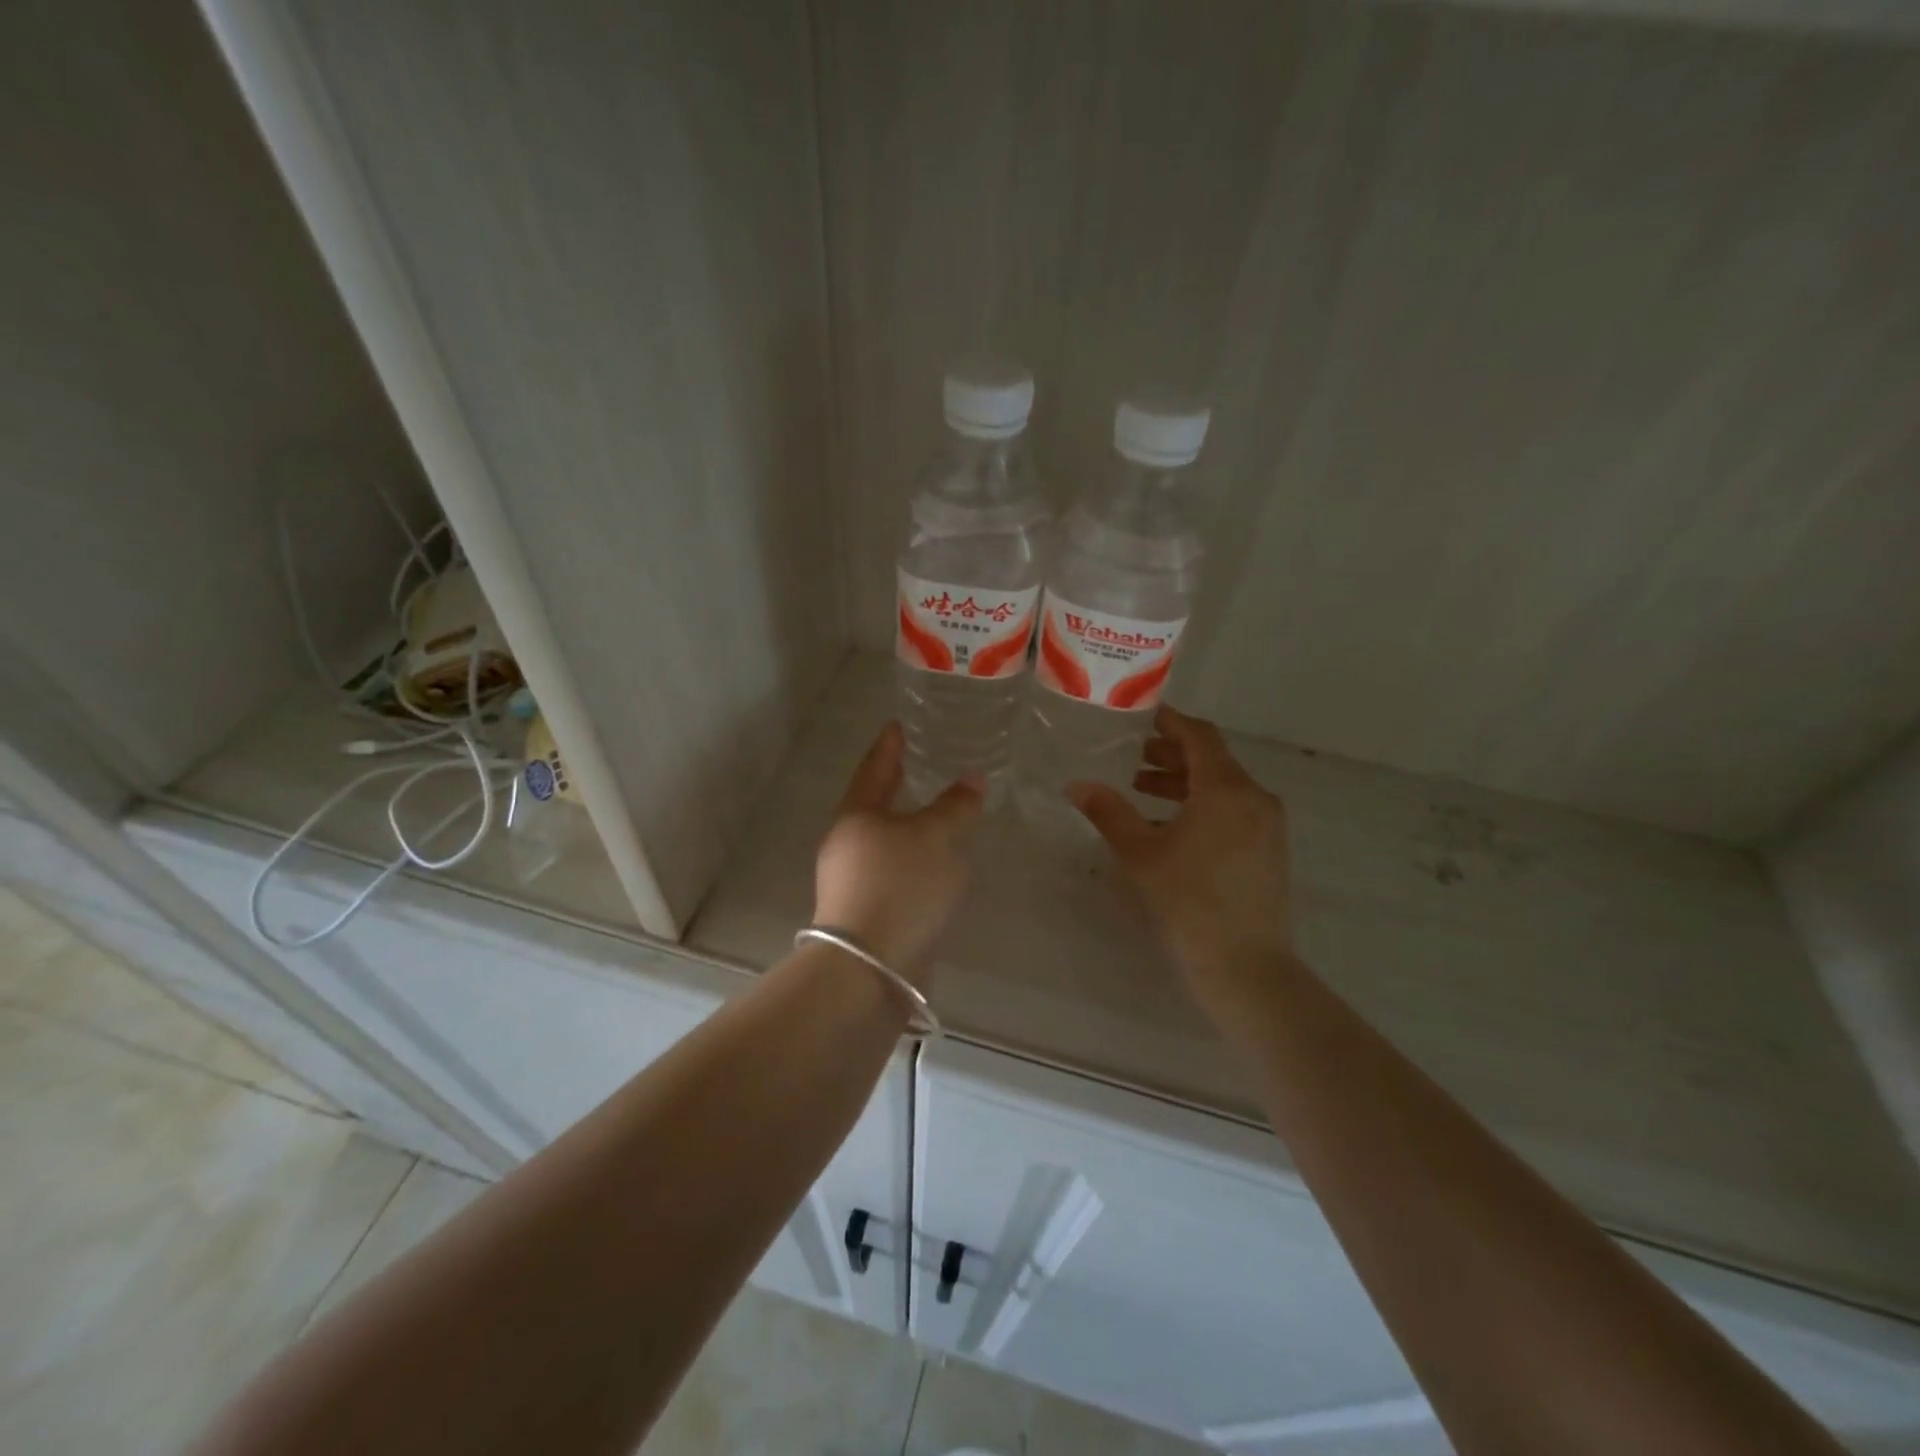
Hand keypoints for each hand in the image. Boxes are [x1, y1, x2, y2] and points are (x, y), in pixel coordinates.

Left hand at [813, 722, 984, 978]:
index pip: (874, 767)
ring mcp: (851, 880)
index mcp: (857, 815)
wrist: (870, 967)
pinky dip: (914, 860)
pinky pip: (894, 872)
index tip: (897, 725)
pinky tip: (936, 865)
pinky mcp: (866, 911)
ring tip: (937, 815)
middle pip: (874, 804)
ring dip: (908, 826)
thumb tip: (972, 779)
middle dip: (896, 785)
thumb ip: (956, 806)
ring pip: (885, 841)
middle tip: (918, 764)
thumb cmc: (900, 886)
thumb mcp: (937, 838)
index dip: (889, 745)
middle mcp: (847, 843)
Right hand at [1068, 705, 1293, 1018]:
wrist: (1246, 966)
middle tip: (1131, 757)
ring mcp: (1267, 825)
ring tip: (1142, 790)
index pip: (1200, 736)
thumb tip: (1076, 784)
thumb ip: (1109, 812)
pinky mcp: (1269, 849)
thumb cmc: (1189, 901)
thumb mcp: (1140, 854)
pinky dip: (1202, 805)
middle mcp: (1255, 797)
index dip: (1169, 722)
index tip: (1140, 717)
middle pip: (1212, 760)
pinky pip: (1234, 810)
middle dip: (1171, 755)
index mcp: (1226, 788)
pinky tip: (1170, 826)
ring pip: (1223, 787)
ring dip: (1183, 782)